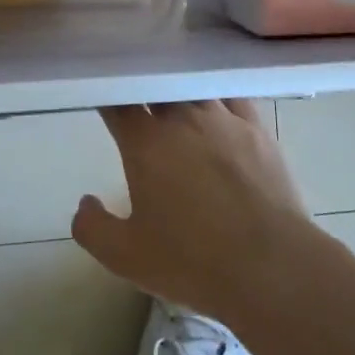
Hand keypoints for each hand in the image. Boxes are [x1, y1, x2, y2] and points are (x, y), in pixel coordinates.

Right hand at [73, 99, 318, 326]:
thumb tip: (85, 202)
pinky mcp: (256, 129)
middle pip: (156, 87)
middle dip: (143, 89)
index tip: (104, 98)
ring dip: (179, 93)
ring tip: (176, 100)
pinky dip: (218, 96)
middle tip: (139, 102)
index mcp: (145, 143)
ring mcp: (223, 119)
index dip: (108, 97)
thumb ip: (93, 228)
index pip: (119, 103)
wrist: (270, 266)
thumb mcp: (127, 257)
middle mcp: (181, 119)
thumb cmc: (192, 261)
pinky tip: (217, 103)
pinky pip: (232, 97)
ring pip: (193, 89)